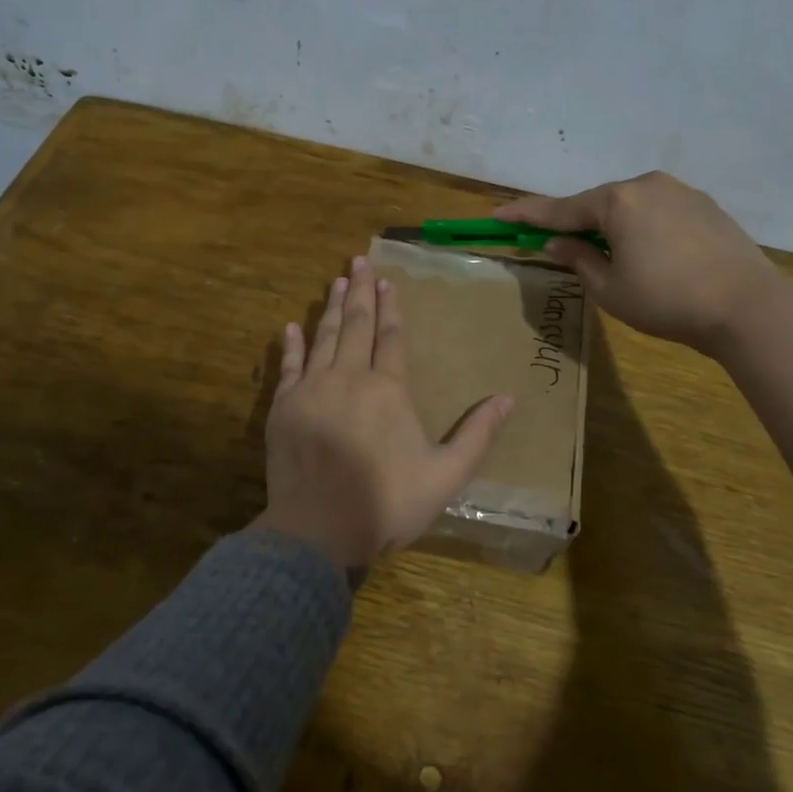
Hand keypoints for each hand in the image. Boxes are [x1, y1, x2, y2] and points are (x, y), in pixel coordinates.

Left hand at [258, 255, 513, 572]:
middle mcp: (349, 378)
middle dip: (359, 292)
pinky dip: (290, 345)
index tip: (387, 281)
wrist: (317, 530)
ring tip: (335, 282)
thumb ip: (477, 435)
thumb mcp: (445, 475)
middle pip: (356, 326)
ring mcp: (311, 390)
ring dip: (331, 308)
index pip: (391, 337)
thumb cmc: (386, 503)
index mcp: (388, 390)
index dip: (391, 308)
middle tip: (358, 261)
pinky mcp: (283, 408)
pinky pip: (288, 367)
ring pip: (323, 338)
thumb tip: (509, 398)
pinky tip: (291, 326)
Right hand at [496, 171, 779, 355]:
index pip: (559, 209)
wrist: (747, 306)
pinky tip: (649, 254)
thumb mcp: (610, 288)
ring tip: (608, 256)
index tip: (497, 214)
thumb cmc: (667, 301)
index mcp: (618, 201)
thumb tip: (557, 242)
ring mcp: (680, 191)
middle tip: (555, 242)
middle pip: (597, 204)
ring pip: (630, 206)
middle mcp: (647, 185)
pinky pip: (658, 211)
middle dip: (575, 223)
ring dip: (611, 226)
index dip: (525, 214)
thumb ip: (579, 259)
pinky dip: (642, 227)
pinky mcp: (705, 205)